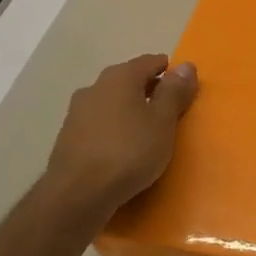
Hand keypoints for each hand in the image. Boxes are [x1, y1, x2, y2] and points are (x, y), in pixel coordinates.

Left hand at [43, 53, 198, 212]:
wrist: (77, 194)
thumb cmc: (129, 152)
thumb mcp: (162, 121)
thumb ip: (174, 92)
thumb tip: (187, 65)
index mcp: (120, 77)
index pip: (150, 62)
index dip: (169, 71)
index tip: (184, 86)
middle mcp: (95, 87)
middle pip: (128, 80)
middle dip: (149, 89)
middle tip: (170, 108)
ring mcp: (77, 112)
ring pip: (112, 102)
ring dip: (130, 110)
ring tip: (147, 129)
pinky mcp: (68, 137)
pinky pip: (100, 123)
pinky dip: (115, 128)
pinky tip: (123, 147)